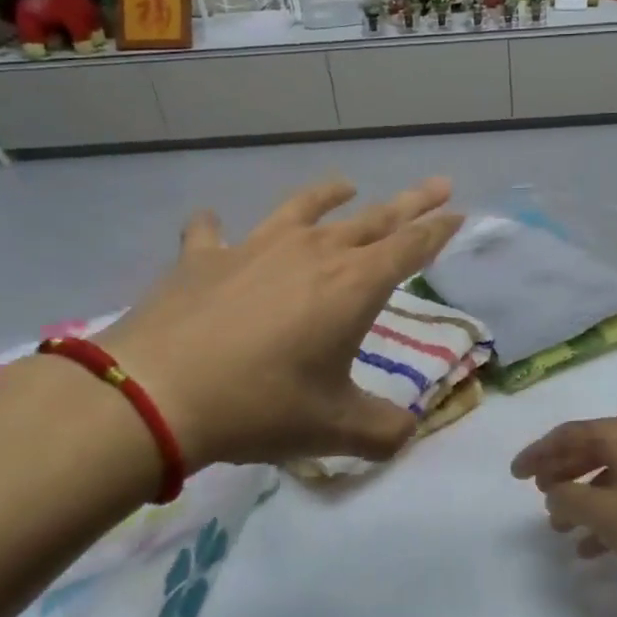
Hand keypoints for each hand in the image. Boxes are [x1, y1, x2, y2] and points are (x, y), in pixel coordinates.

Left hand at [96, 177, 461, 466]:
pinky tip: (211, 223)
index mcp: (354, 285)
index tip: (458, 213)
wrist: (157, 393)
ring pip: (305, 208)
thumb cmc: (261, 406)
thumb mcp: (335, 429)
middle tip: (438, 184)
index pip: (411, 247)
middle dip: (411, 203)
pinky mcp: (203, 257)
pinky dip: (215, 227)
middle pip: (373, 219)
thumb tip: (406, 433)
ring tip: (346, 183)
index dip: (439, 230)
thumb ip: (383, 432)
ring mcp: (255, 246)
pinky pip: (212, 232)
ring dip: (330, 194)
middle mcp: (313, 252)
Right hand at [511, 416, 616, 584]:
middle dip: (560, 474)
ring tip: (559, 528)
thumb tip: (554, 492)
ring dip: (582, 500)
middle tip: (537, 494)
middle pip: (588, 451)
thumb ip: (567, 499)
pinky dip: (608, 517)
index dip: (538, 453)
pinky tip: (592, 548)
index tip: (515, 474)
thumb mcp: (603, 512)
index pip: (567, 434)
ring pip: (609, 477)